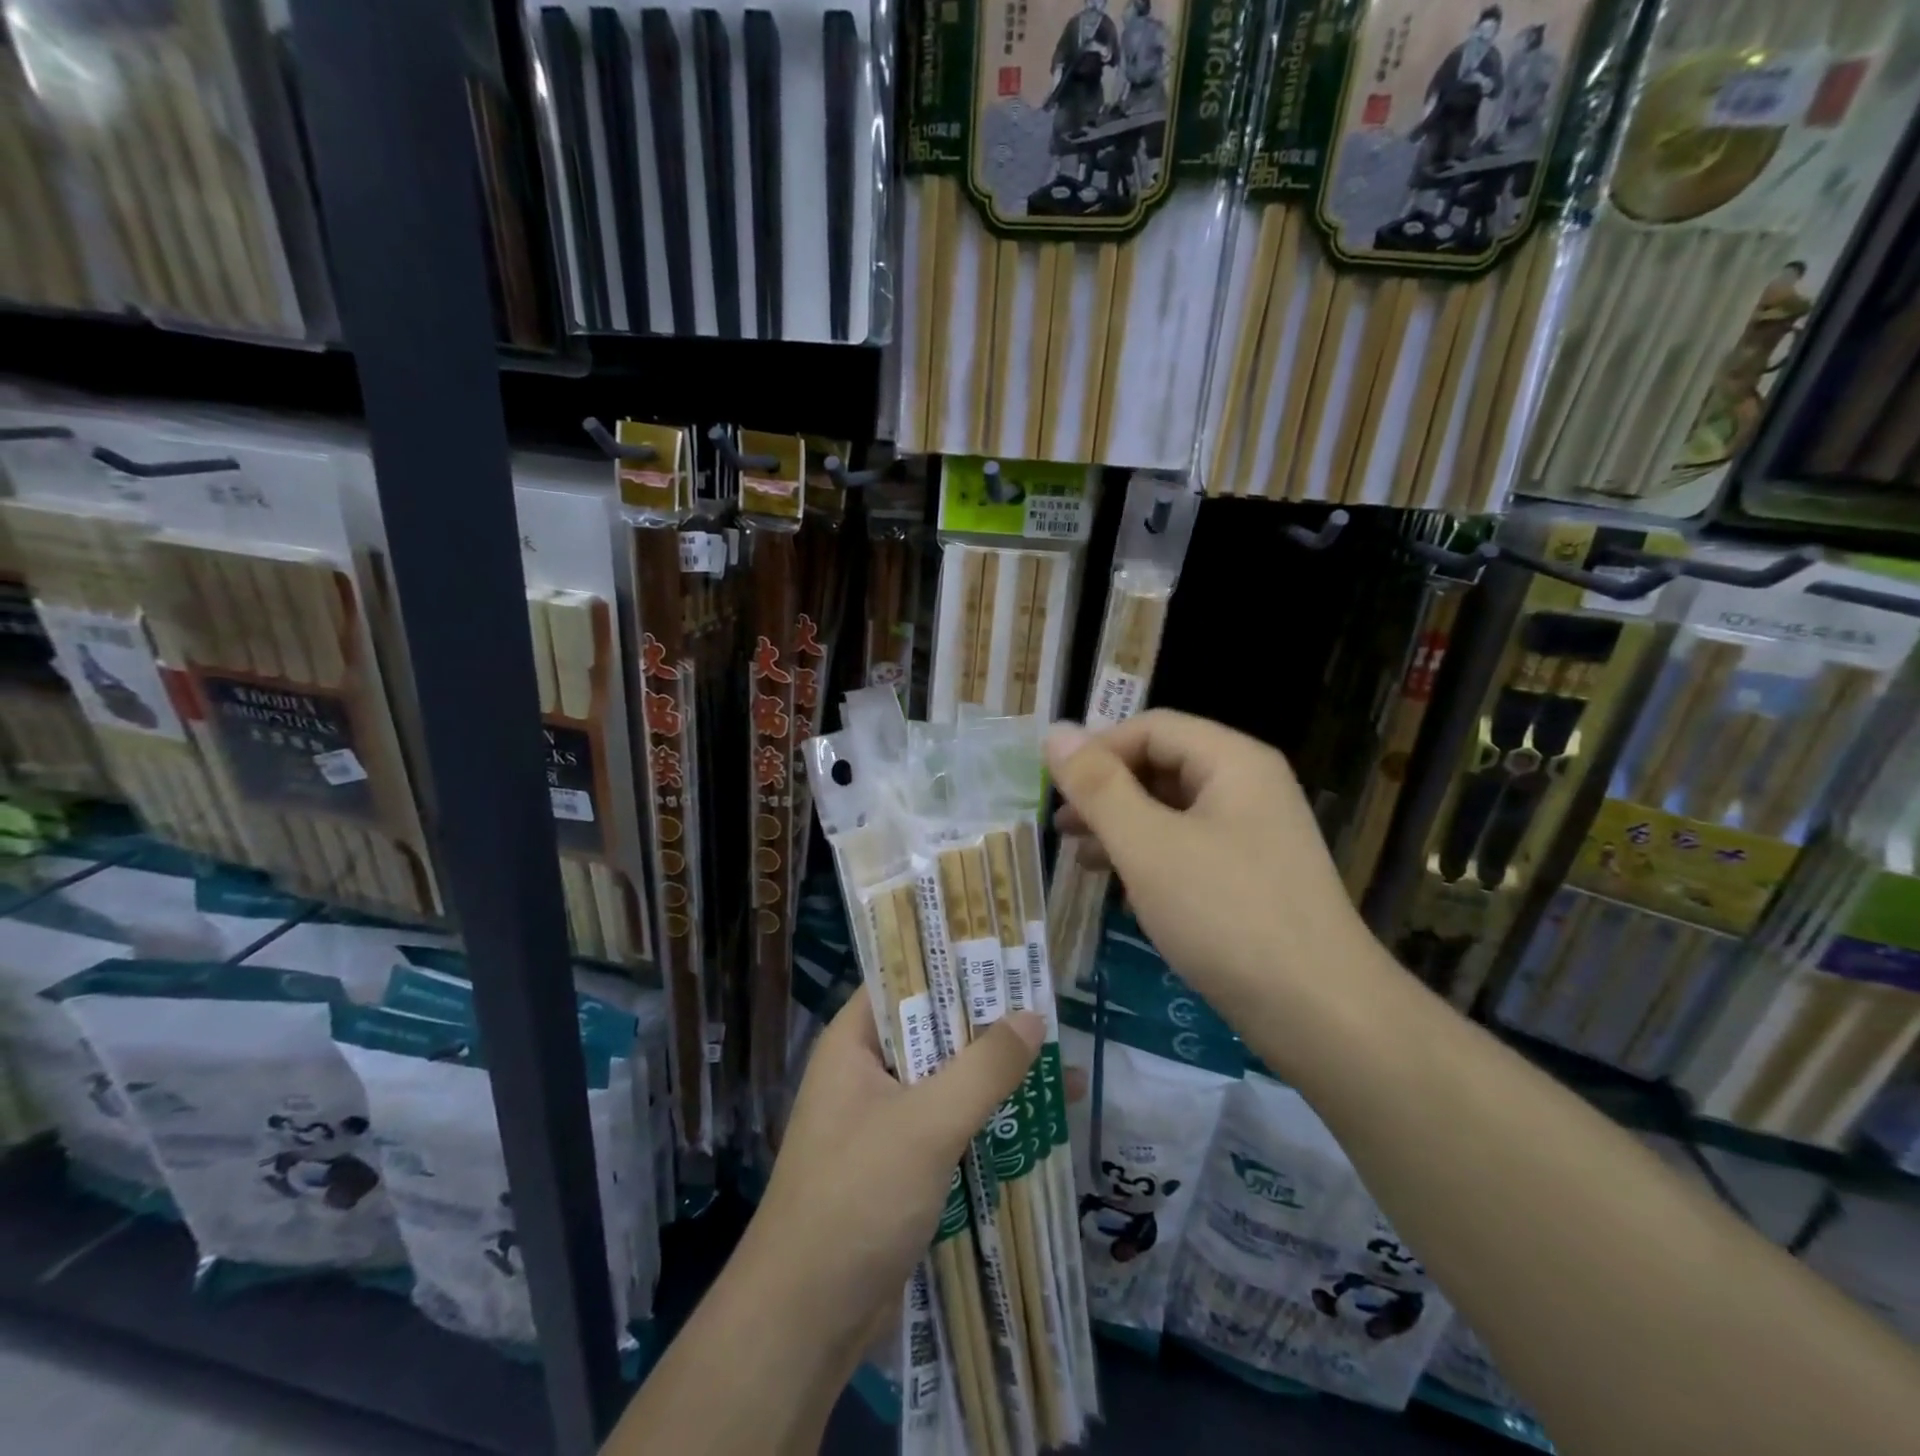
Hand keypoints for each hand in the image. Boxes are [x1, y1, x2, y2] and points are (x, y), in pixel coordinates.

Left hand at [739, 987, 1043, 1373]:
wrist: (805, 1322)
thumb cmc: (857, 1199)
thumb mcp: (926, 1124)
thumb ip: (983, 1068)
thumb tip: (1033, 1016)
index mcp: (854, 1043)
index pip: (906, 979)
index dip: (956, 963)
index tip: (1010, 956)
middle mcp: (866, 1071)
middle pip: (935, 1030)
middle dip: (991, 1026)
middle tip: (1052, 1011)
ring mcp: (883, 1120)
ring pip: (948, 1080)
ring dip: (997, 1077)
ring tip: (1063, 1070)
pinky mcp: (900, 1164)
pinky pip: (949, 1124)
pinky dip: (988, 1120)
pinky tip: (1038, 1126)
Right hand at [1046, 710, 1376, 1024]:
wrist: (1320, 1013)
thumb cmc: (1226, 914)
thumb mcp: (1148, 845)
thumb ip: (1098, 787)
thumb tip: (1055, 733)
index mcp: (1233, 761)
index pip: (1152, 727)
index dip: (1098, 750)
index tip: (1055, 789)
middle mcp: (1249, 786)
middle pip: (1163, 765)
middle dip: (1106, 792)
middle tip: (1061, 826)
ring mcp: (1255, 834)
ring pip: (1173, 810)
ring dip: (1122, 827)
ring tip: (1080, 859)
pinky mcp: (1252, 877)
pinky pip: (1190, 848)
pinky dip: (1150, 858)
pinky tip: (1122, 889)